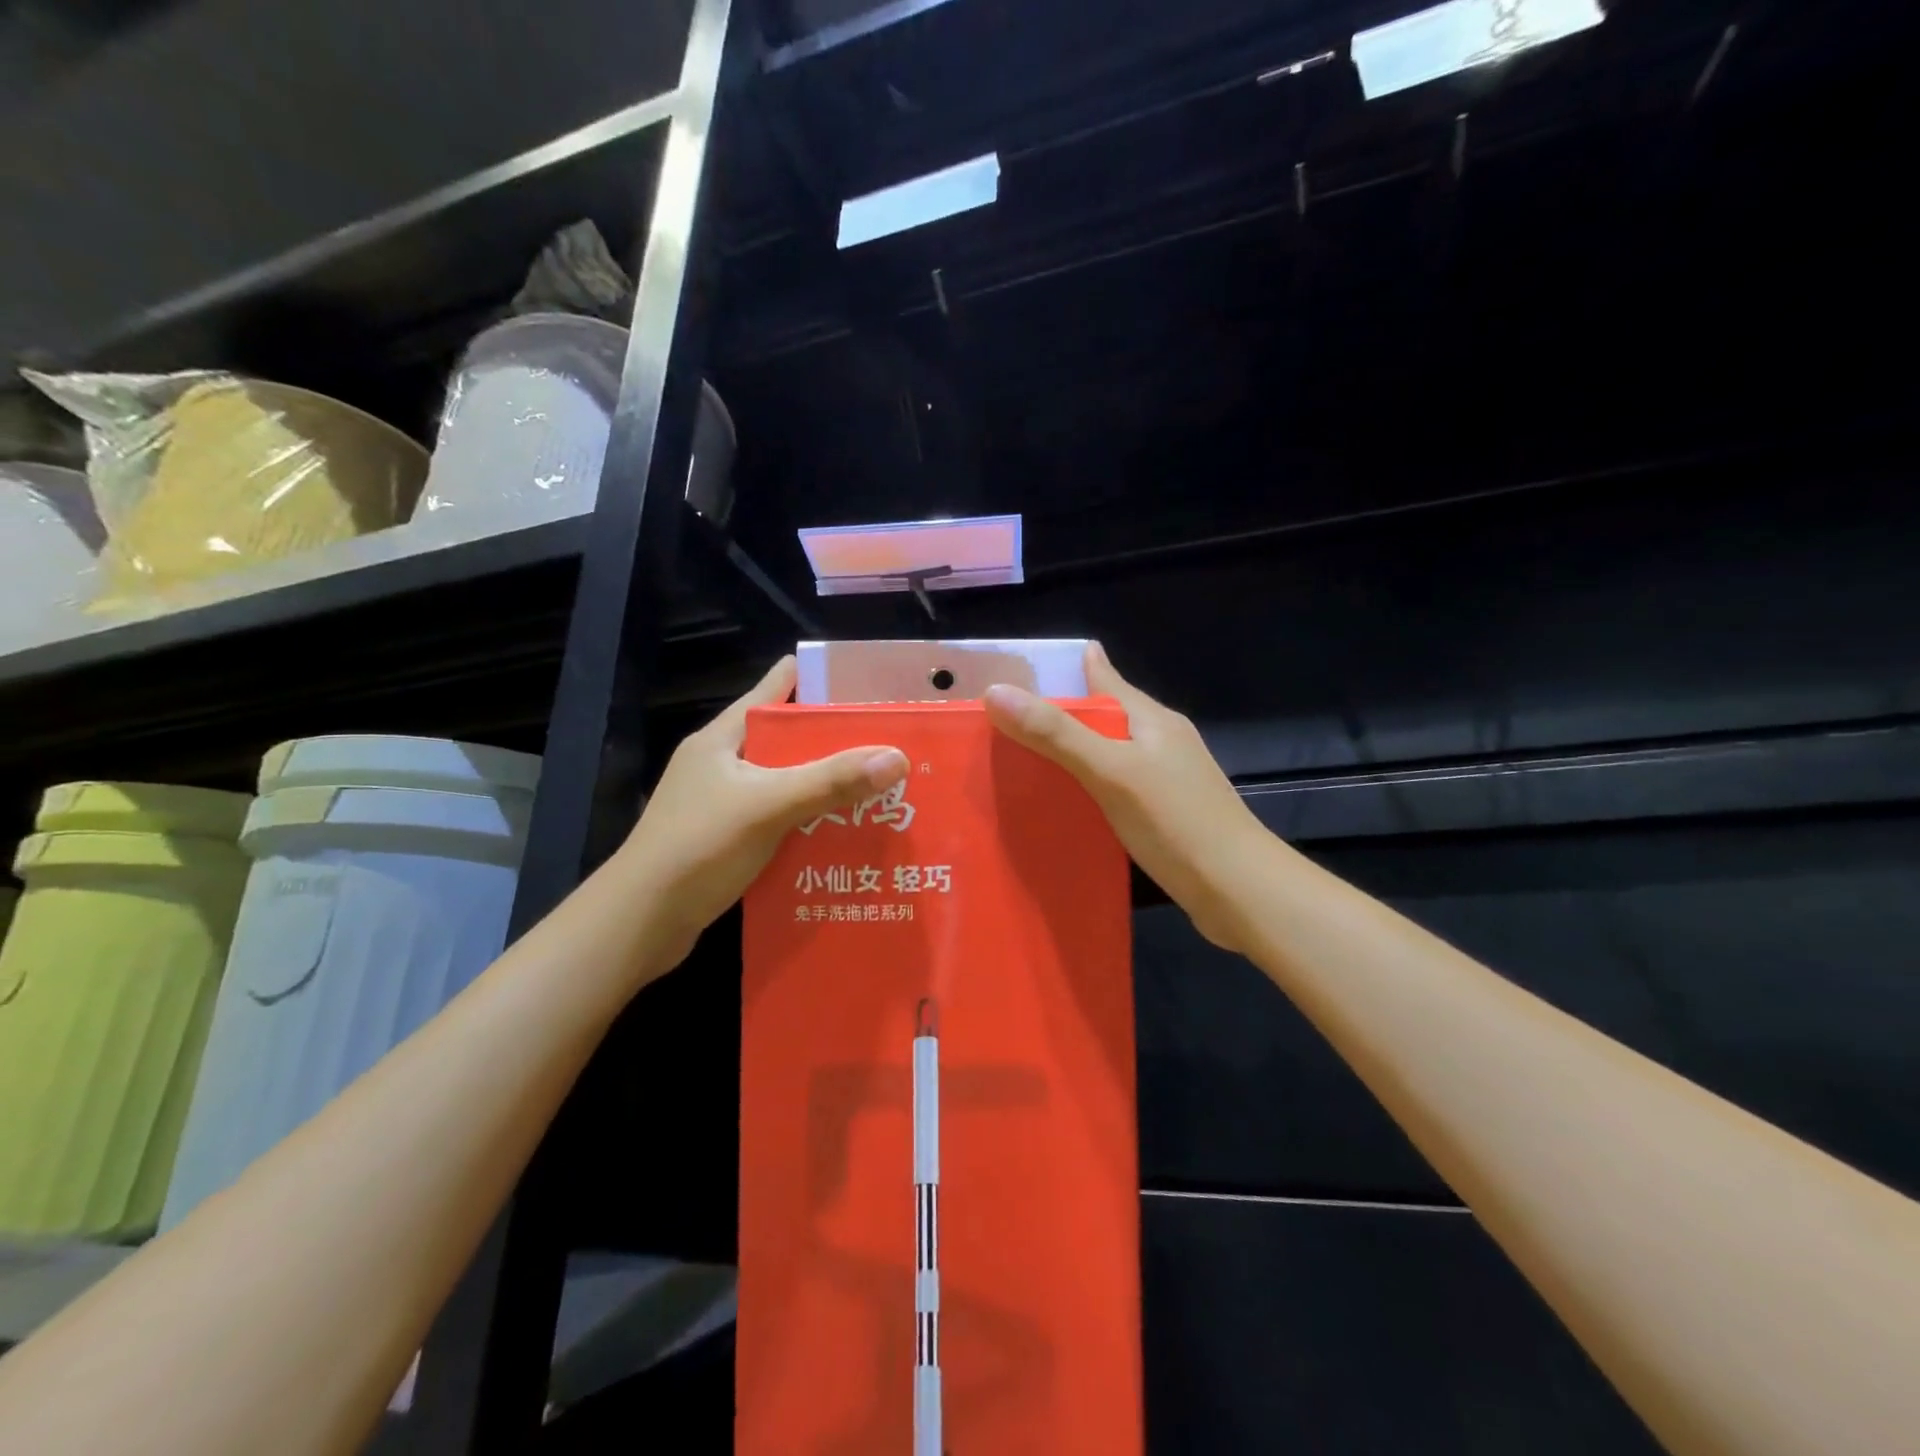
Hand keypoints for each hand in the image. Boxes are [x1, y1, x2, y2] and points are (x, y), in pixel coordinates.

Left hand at [621, 656, 908, 965]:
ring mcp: (723, 804)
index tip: (868, 686)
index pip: (775, 690)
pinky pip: (781, 821)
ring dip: (826, 788)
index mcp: (723, 737)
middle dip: (836, 743)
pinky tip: (845, 836)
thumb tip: (898, 757)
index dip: (820, 682)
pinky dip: (811, 824)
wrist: (639, 923)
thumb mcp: (768, 805)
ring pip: (787, 784)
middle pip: (788, 741)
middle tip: (890, 746)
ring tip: (881, 790)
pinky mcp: (728, 841)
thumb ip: (831, 781)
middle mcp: (723, 764)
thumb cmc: (698, 847)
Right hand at [985, 643, 1270, 952]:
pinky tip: (1067, 802)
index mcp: (1150, 718)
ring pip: (1109, 751)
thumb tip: (996, 691)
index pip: (1102, 677)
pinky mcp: (1166, 811)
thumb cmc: (1175, 822)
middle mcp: (1160, 739)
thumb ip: (1056, 734)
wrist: (1240, 890)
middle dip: (1059, 712)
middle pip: (1103, 714)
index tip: (1016, 671)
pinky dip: (1087, 784)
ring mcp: (1167, 776)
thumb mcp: (1110, 772)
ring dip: (1072, 751)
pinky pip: (1116, 784)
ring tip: (1024, 760)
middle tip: (1005, 720)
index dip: (1063, 669)